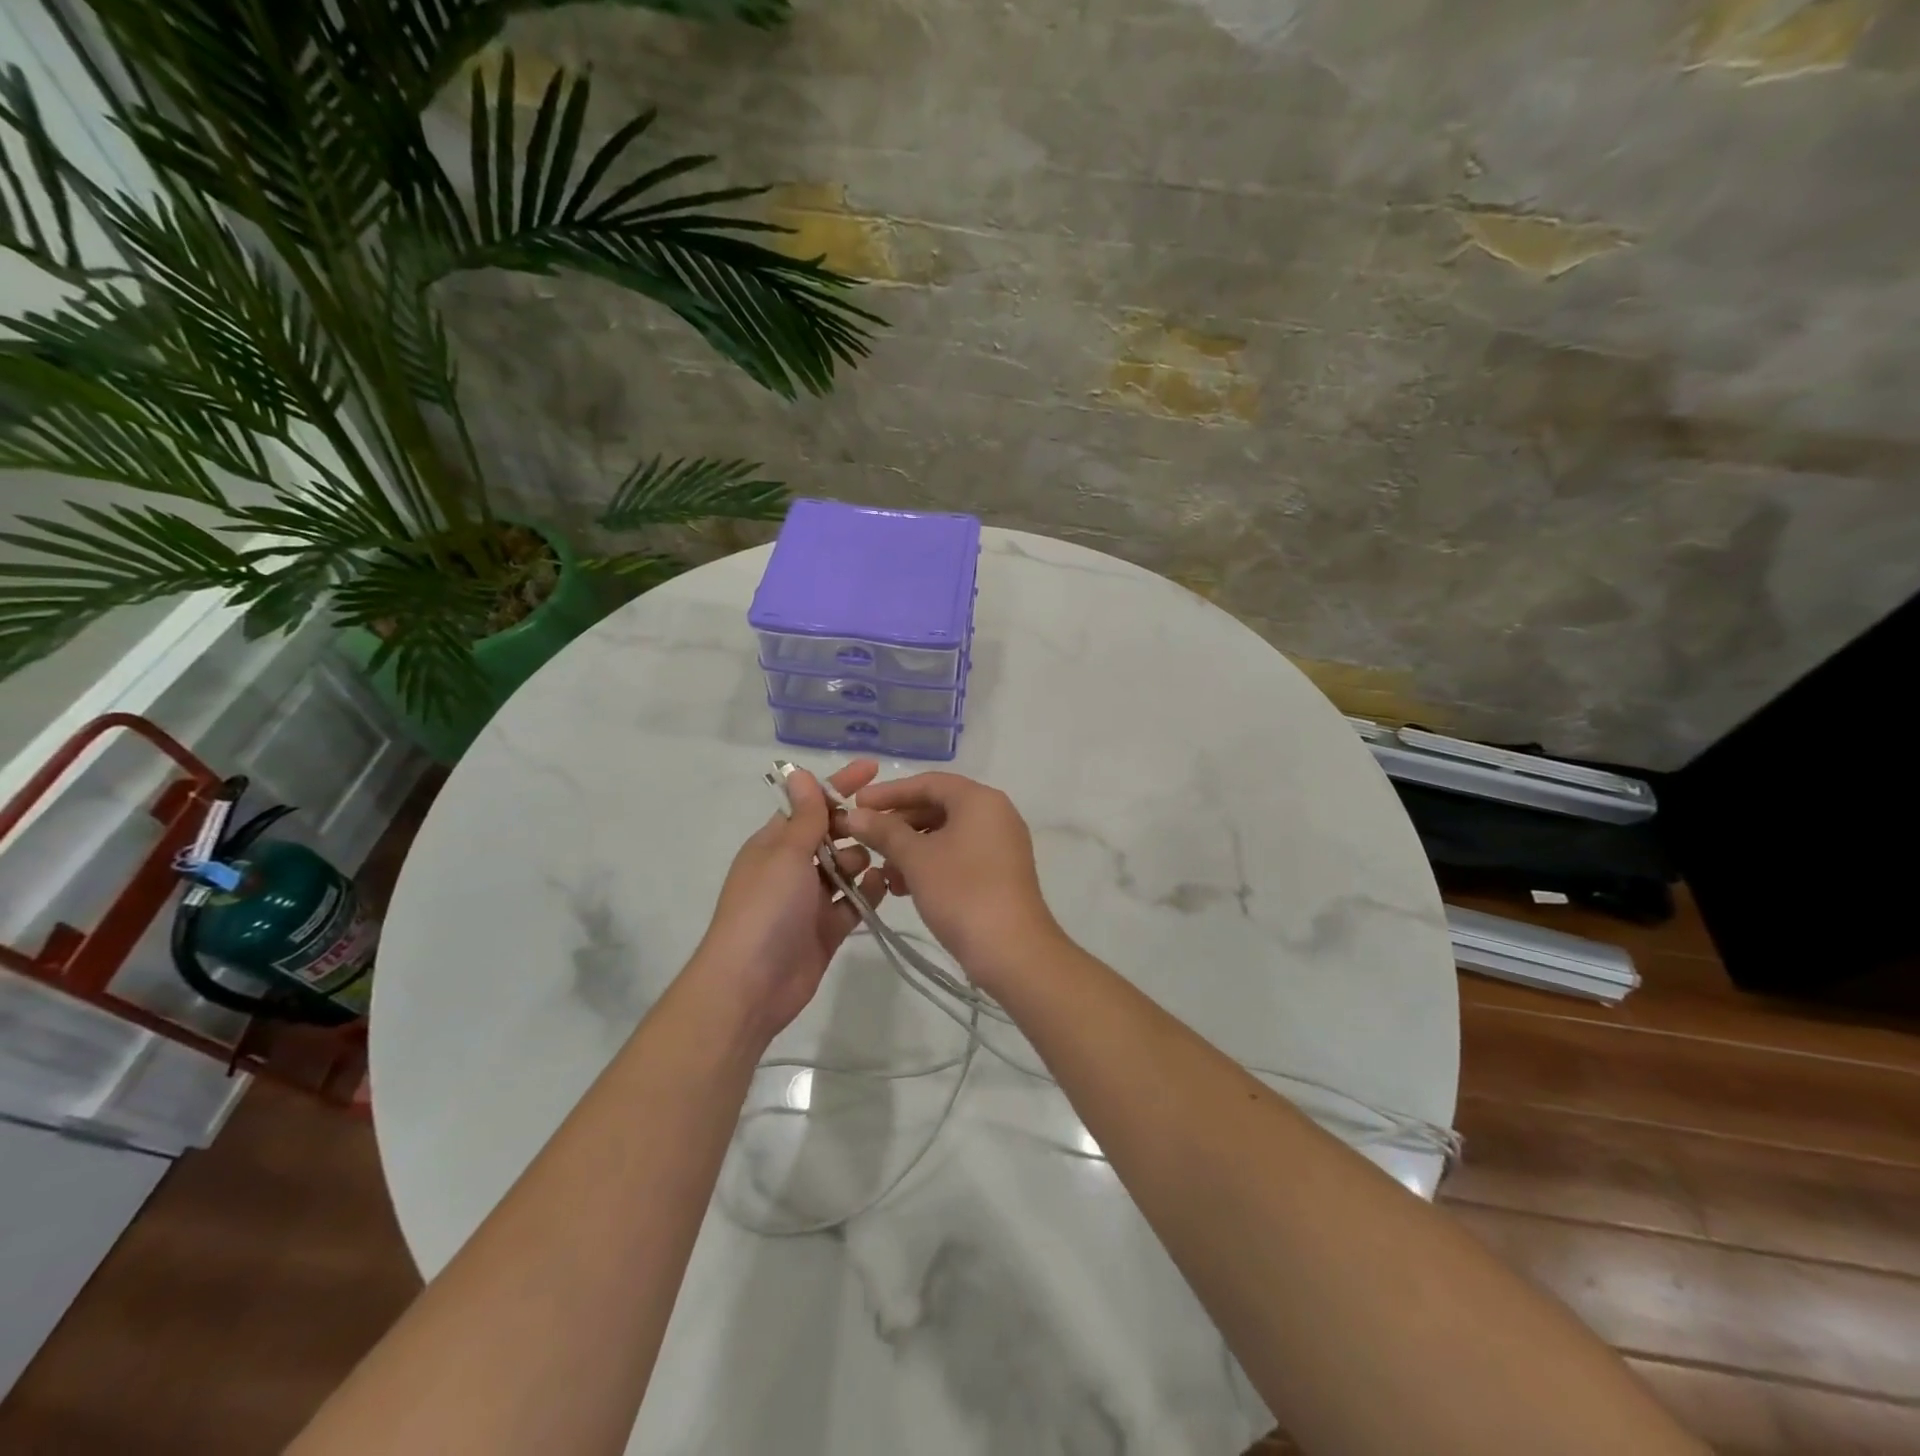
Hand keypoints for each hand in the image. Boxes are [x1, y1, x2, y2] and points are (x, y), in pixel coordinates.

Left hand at [691, 760, 887, 1040]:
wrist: (750, 985)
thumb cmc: (765, 909)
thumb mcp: (785, 854)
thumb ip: (803, 816)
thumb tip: (799, 772)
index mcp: (774, 844)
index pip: (810, 805)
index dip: (839, 785)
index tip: (873, 768)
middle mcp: (792, 868)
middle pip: (831, 835)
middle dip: (856, 827)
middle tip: (886, 824)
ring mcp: (810, 900)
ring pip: (846, 869)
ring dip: (864, 860)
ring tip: (884, 857)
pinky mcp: (827, 929)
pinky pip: (854, 903)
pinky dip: (868, 893)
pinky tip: (885, 885)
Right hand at [841, 772, 1062, 989]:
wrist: (1012, 950)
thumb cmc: (962, 892)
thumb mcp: (916, 859)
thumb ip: (884, 831)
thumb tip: (855, 815)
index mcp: (979, 799)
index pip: (928, 782)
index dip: (889, 792)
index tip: (857, 804)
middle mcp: (995, 814)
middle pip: (938, 806)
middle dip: (899, 823)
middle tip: (865, 838)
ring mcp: (1001, 844)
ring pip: (947, 834)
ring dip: (911, 848)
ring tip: (883, 871)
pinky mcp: (1001, 872)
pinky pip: (959, 855)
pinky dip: (931, 864)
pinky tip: (904, 888)